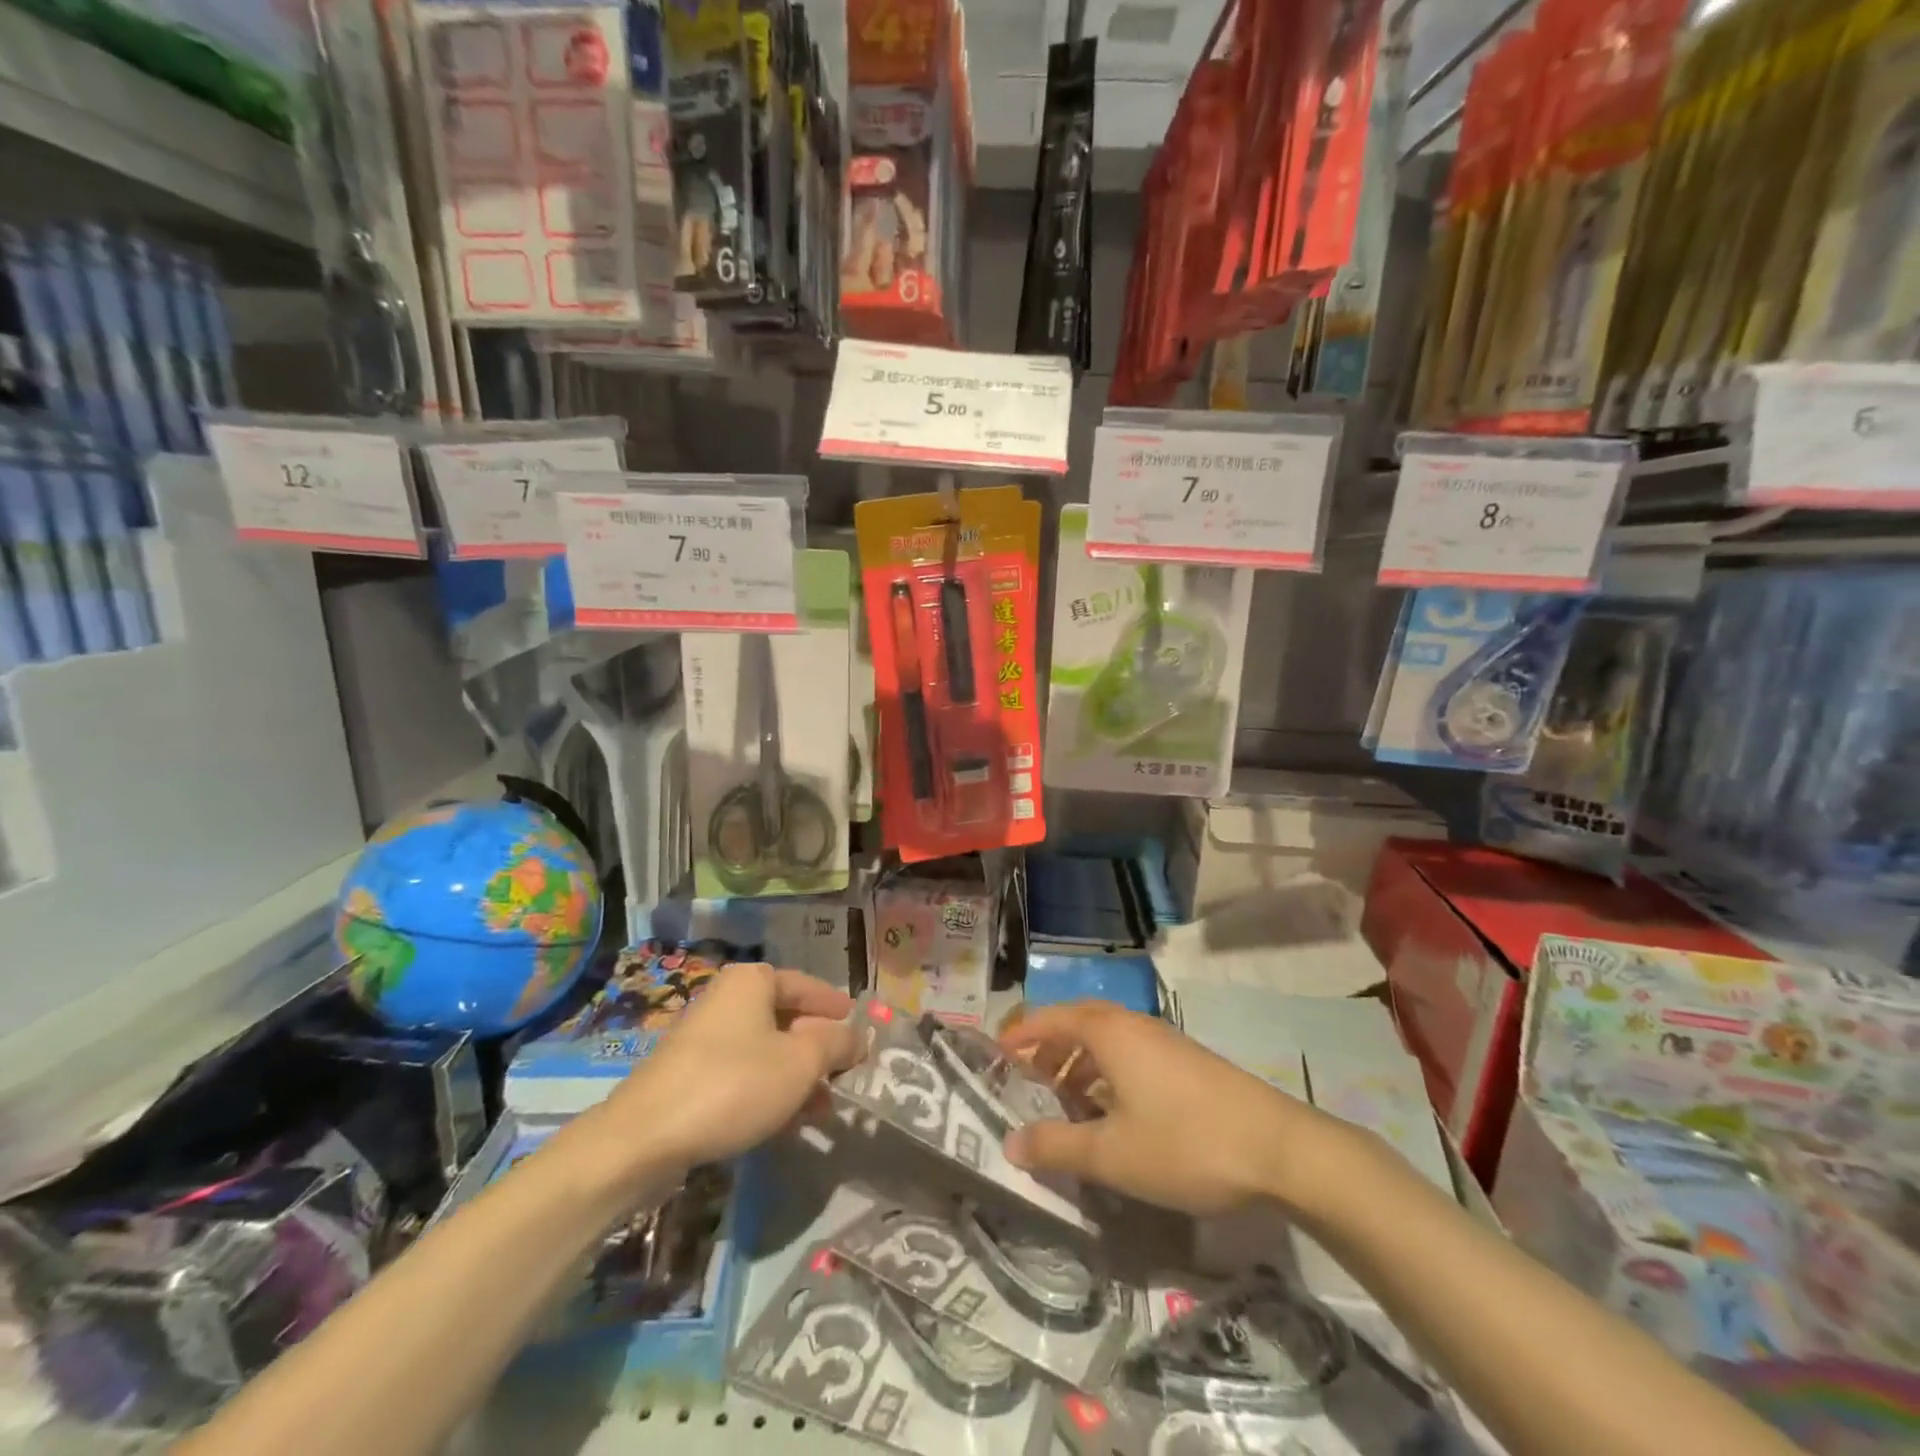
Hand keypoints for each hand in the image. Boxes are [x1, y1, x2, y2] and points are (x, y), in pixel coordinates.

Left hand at [608, 963, 857, 1171]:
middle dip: (818, 1050)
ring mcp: (705, 1037)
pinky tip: (786, 1122)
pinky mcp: (689, 1074)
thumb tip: (858, 1035)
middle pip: (787, 1018)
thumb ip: (837, 1043)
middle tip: (845, 1076)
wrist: (644, 1138)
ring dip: (797, 1076)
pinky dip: (768, 1090)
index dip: (839, 1010)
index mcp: (753, 981)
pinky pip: (742, 1073)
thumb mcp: (801, 1062)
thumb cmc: (734, 1085)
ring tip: (822, 1108)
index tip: (863, 1034)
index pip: (809, 987)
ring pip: (766, 1050)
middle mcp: (727, 998)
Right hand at [998, 1001, 1338, 1215]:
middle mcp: (1133, 1025)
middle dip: (1048, 1051)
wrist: (1279, 1148)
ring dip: (1079, 1066)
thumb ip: (1057, 1147)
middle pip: (1078, 1025)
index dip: (1020, 1036)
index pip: (1050, 1019)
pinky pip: (1131, 1057)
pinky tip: (1113, 1115)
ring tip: (1065, 1105)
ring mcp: (1164, 1041)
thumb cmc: (1185, 1143)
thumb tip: (1010, 1144)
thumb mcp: (1112, 1154)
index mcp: (1109, 1032)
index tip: (996, 1057)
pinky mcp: (1187, 1063)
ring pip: (1107, 1042)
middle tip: (1027, 1084)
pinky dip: (1108, 1075)